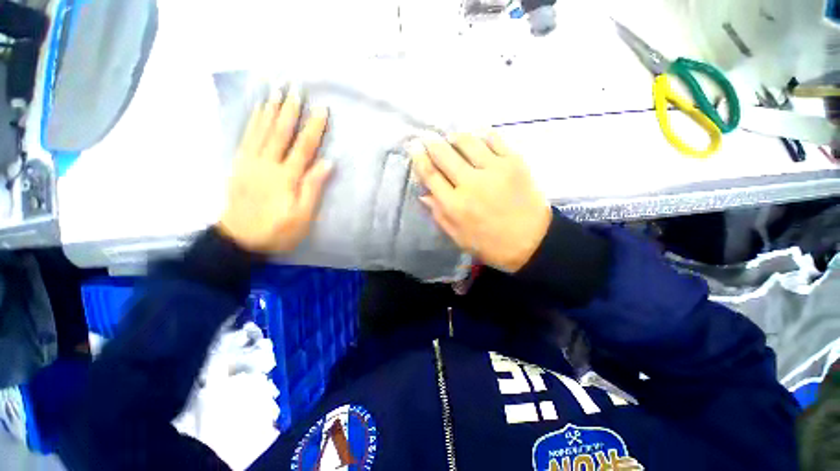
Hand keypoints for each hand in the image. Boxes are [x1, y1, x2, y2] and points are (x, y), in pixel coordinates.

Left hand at [218, 89, 332, 253]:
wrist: (239, 240)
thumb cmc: (278, 231)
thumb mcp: (303, 216)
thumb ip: (313, 188)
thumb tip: (327, 163)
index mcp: (286, 177)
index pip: (303, 147)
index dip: (313, 128)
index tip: (322, 109)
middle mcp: (267, 164)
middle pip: (280, 132)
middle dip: (289, 110)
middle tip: (295, 89)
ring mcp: (249, 163)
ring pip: (261, 130)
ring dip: (270, 110)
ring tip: (276, 91)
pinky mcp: (239, 166)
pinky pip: (246, 138)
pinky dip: (252, 122)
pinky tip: (257, 111)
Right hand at [410, 132, 551, 272]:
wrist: (532, 242)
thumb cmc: (491, 244)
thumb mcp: (458, 237)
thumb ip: (439, 214)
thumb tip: (424, 192)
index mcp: (455, 205)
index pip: (430, 175)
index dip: (419, 159)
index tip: (414, 149)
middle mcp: (470, 183)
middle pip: (444, 154)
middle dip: (432, 144)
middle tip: (428, 139)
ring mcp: (494, 169)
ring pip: (466, 142)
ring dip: (454, 137)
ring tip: (452, 139)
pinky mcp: (514, 162)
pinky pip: (493, 139)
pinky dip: (481, 136)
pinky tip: (477, 139)